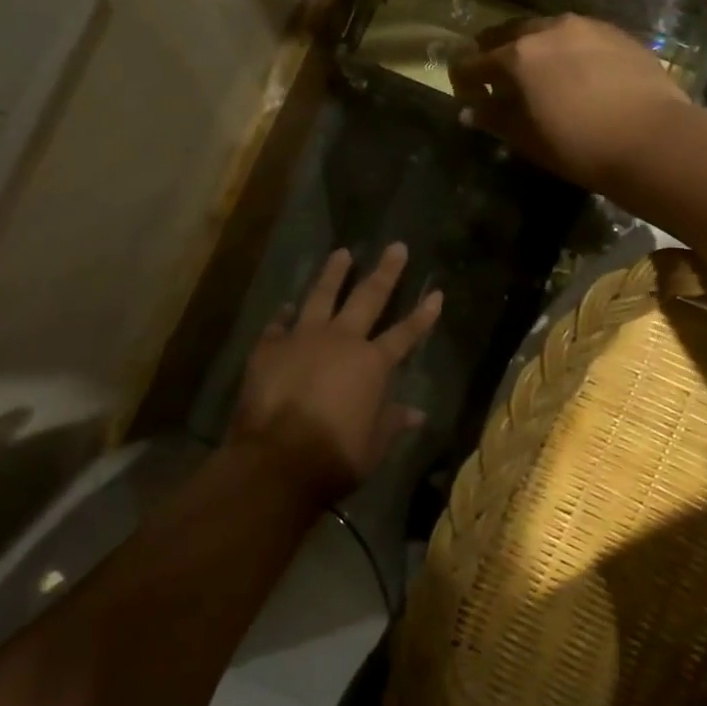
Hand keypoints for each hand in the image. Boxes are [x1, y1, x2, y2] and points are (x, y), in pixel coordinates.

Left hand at [232, 243, 442, 509]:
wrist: (277, 459)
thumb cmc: (334, 457)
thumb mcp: (373, 446)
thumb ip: (392, 423)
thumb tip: (417, 413)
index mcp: (372, 364)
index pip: (405, 334)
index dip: (423, 314)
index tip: (436, 293)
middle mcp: (341, 340)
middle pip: (368, 297)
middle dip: (385, 271)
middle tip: (395, 246)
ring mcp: (303, 338)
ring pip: (321, 296)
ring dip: (333, 274)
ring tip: (341, 253)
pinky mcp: (270, 347)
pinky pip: (279, 324)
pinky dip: (284, 315)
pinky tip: (286, 306)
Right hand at [448, 14, 688, 189]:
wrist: (653, 138)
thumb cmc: (579, 145)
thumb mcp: (528, 138)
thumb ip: (495, 119)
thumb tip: (470, 111)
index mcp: (518, 55)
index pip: (475, 62)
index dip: (464, 77)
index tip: (463, 91)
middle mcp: (548, 30)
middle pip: (509, 34)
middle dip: (495, 52)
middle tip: (494, 74)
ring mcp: (587, 27)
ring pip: (547, 30)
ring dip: (534, 46)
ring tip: (537, 69)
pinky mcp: (618, 34)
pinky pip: (580, 36)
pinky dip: (567, 49)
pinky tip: (576, 69)